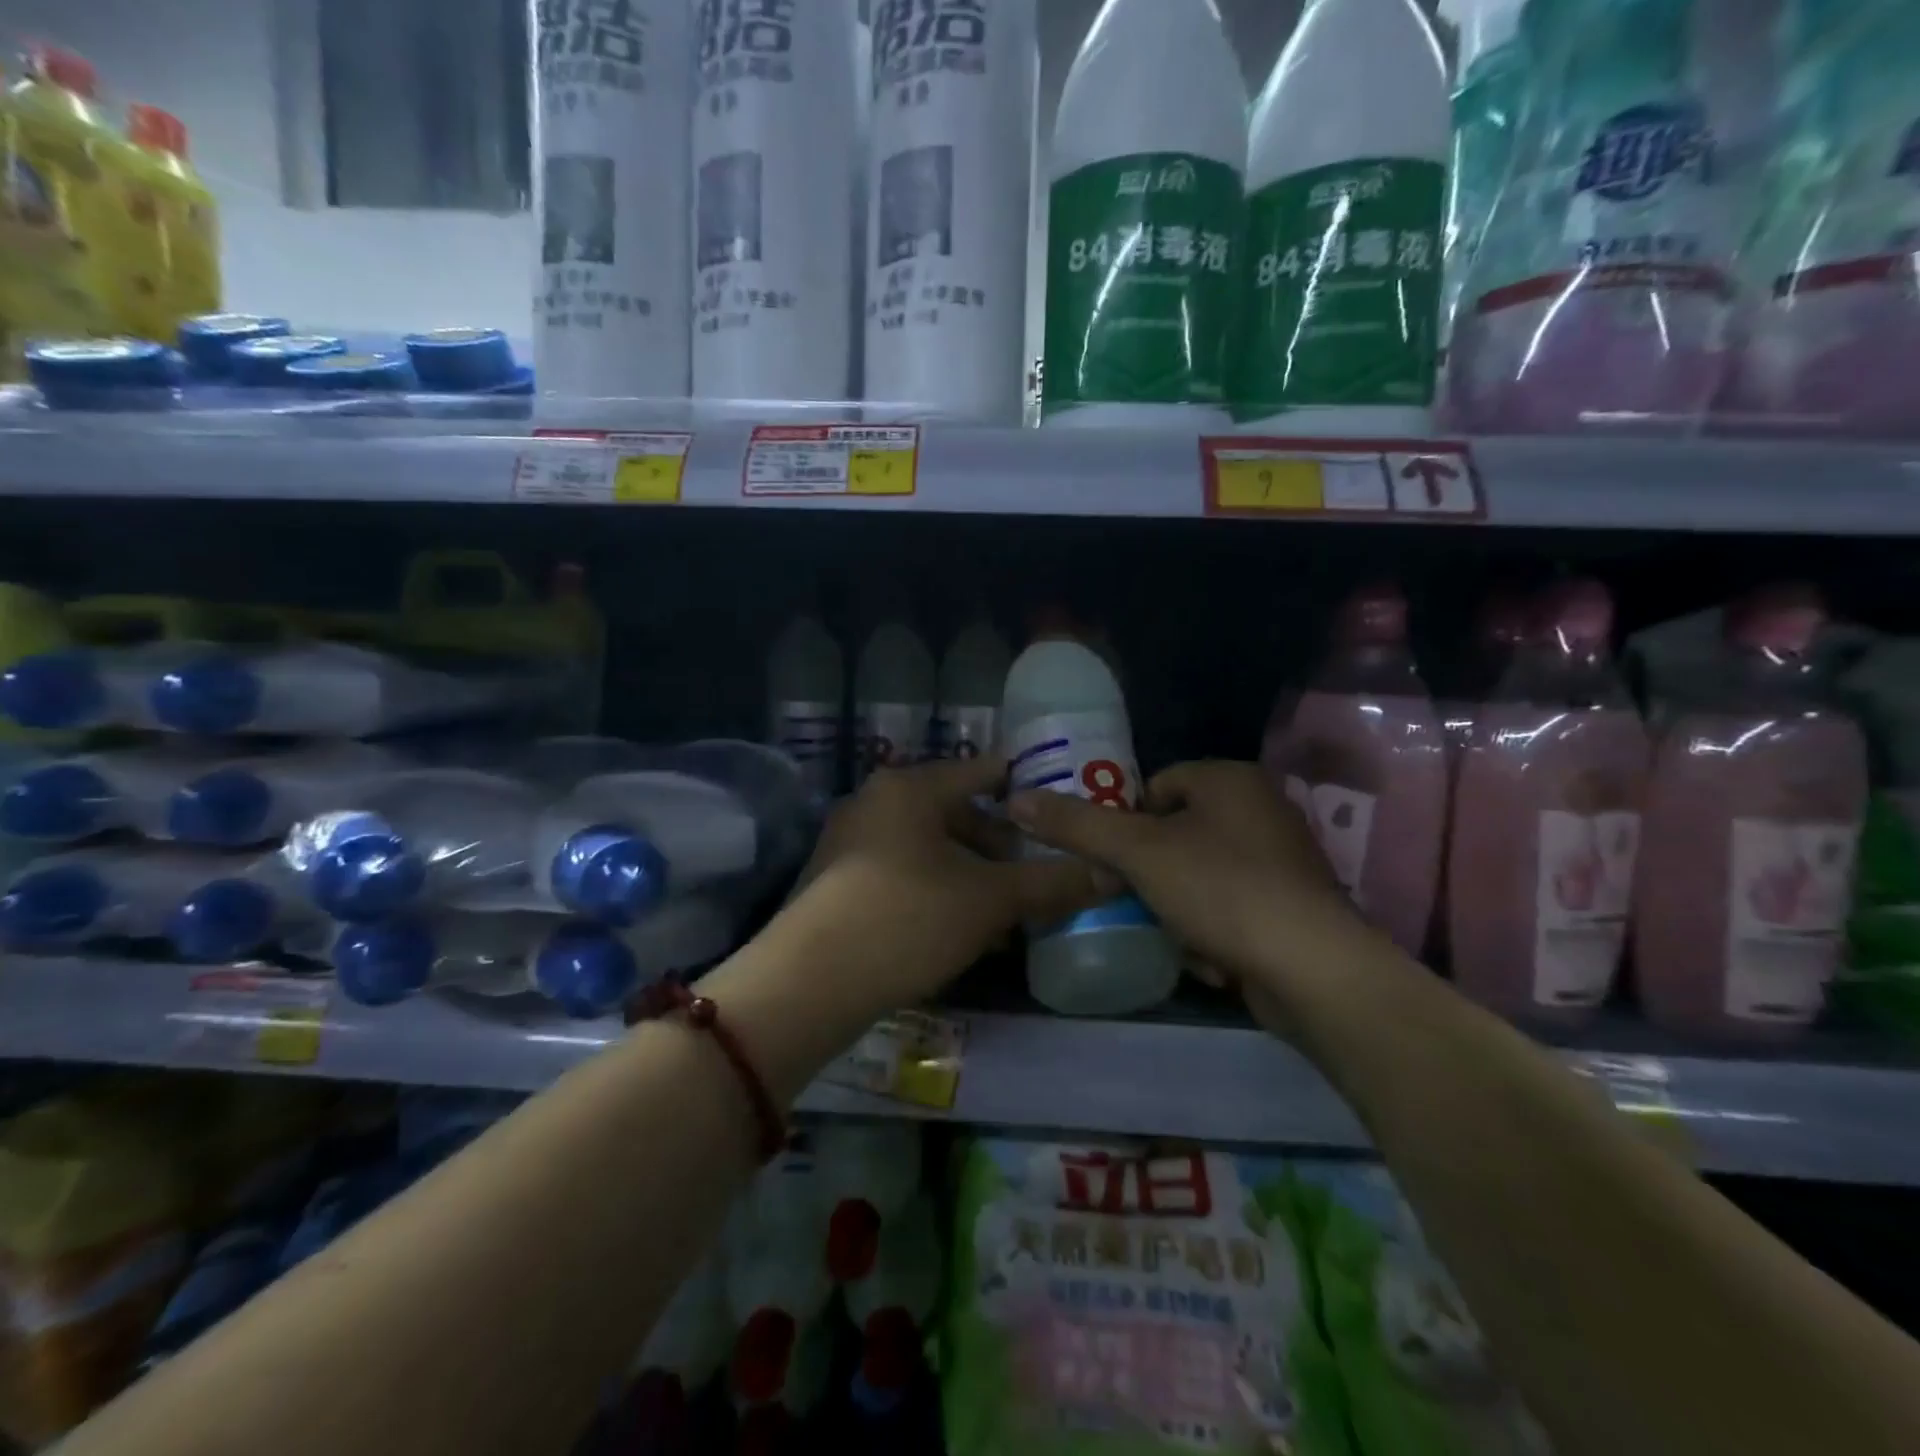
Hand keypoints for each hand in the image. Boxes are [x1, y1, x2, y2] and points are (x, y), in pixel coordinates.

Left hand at [790, 755, 1101, 1011]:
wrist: (807, 984)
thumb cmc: (907, 918)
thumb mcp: (988, 900)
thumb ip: (1050, 882)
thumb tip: (1110, 874)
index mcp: (909, 787)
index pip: (982, 771)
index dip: (1027, 785)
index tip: (1064, 805)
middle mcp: (876, 803)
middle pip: (956, 813)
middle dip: (1000, 846)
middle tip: (1037, 875)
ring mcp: (850, 843)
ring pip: (930, 850)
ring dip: (972, 876)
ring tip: (1008, 914)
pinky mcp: (838, 884)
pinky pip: (904, 875)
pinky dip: (939, 893)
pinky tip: (962, 932)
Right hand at [1008, 760, 1364, 1003]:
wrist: (1312, 970)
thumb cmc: (1221, 889)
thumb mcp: (1137, 852)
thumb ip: (1076, 825)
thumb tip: (1016, 799)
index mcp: (1229, 779)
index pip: (1155, 787)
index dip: (1126, 825)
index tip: (1114, 864)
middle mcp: (1261, 809)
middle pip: (1174, 836)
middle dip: (1152, 878)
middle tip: (1138, 903)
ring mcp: (1281, 859)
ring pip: (1198, 878)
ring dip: (1179, 911)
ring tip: (1181, 936)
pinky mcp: (1291, 907)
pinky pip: (1230, 908)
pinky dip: (1214, 931)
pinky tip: (1214, 957)